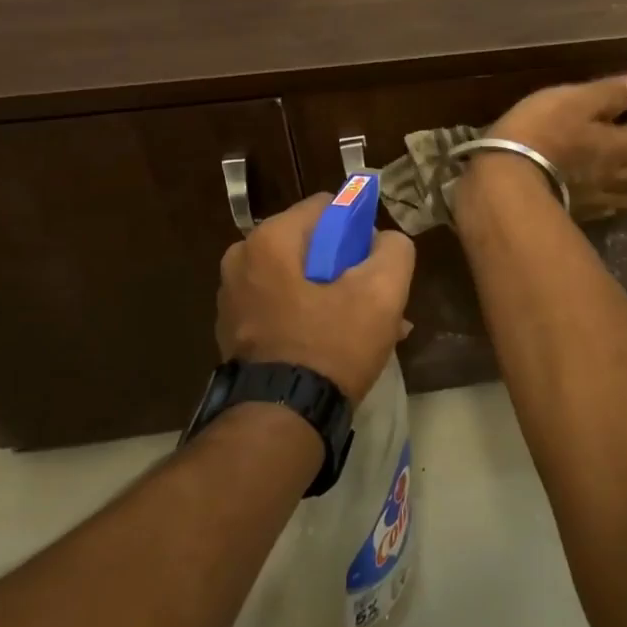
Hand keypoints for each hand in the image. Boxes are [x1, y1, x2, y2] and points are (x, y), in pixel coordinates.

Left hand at [216, 195, 415, 403]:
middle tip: (375, 302)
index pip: (328, 206)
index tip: (375, 264)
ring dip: (334, 295)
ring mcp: (232, 296)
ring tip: (365, 329)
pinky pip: (283, 306)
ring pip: (300, 278)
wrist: (281, 420)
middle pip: (313, 244)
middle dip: (348, 268)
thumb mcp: (382, 291)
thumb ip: (394, 248)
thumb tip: (384, 241)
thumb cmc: (331, 345)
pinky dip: (310, 316)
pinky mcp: (234, 330)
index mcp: (269, 238)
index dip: (359, 229)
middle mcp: (241, 259)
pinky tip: (339, 345)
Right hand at [486, 75, 626, 214]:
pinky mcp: (572, 210)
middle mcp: (612, 174)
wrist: (506, 179)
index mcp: (619, 145)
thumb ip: (611, 94)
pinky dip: (615, 207)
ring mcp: (592, 196)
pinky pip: (601, 208)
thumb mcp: (576, 100)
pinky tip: (614, 210)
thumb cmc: (542, 131)